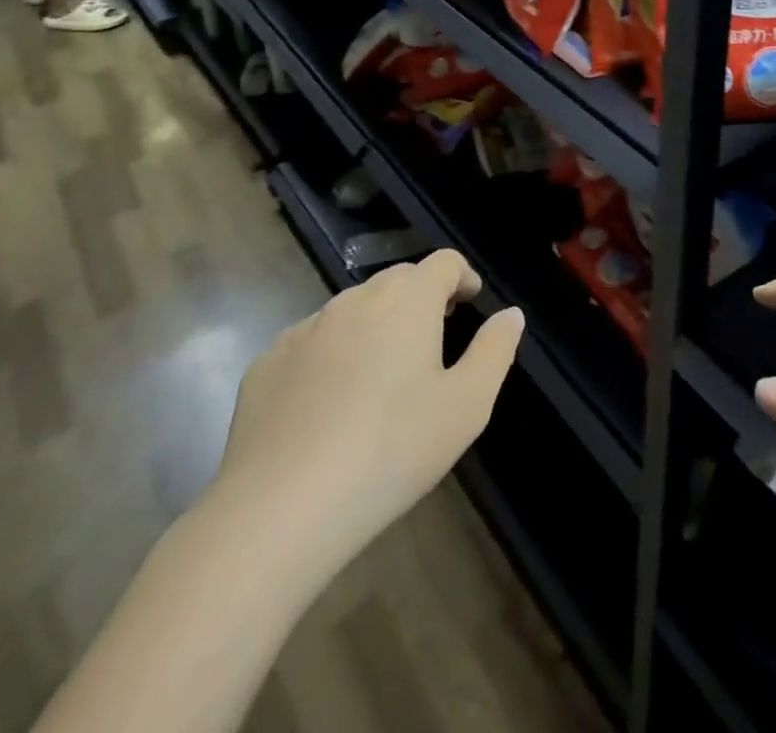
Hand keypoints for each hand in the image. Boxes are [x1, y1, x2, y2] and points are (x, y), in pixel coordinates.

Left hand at [206, 250, 522, 586]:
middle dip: (420, 299)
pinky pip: (311, 343)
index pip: (443, 263)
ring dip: (375, 326)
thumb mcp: (467, 405)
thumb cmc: (391, 451)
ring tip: (381, 378)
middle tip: (432, 341)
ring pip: (353, 310)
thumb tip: (510, 314)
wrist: (278, 511)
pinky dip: (331, 356)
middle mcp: (355, 300)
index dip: (462, 277)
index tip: (469, 303)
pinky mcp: (265, 364)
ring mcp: (305, 329)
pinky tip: (329, 406)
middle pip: (398, 280)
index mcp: (408, 300)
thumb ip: (495, 350)